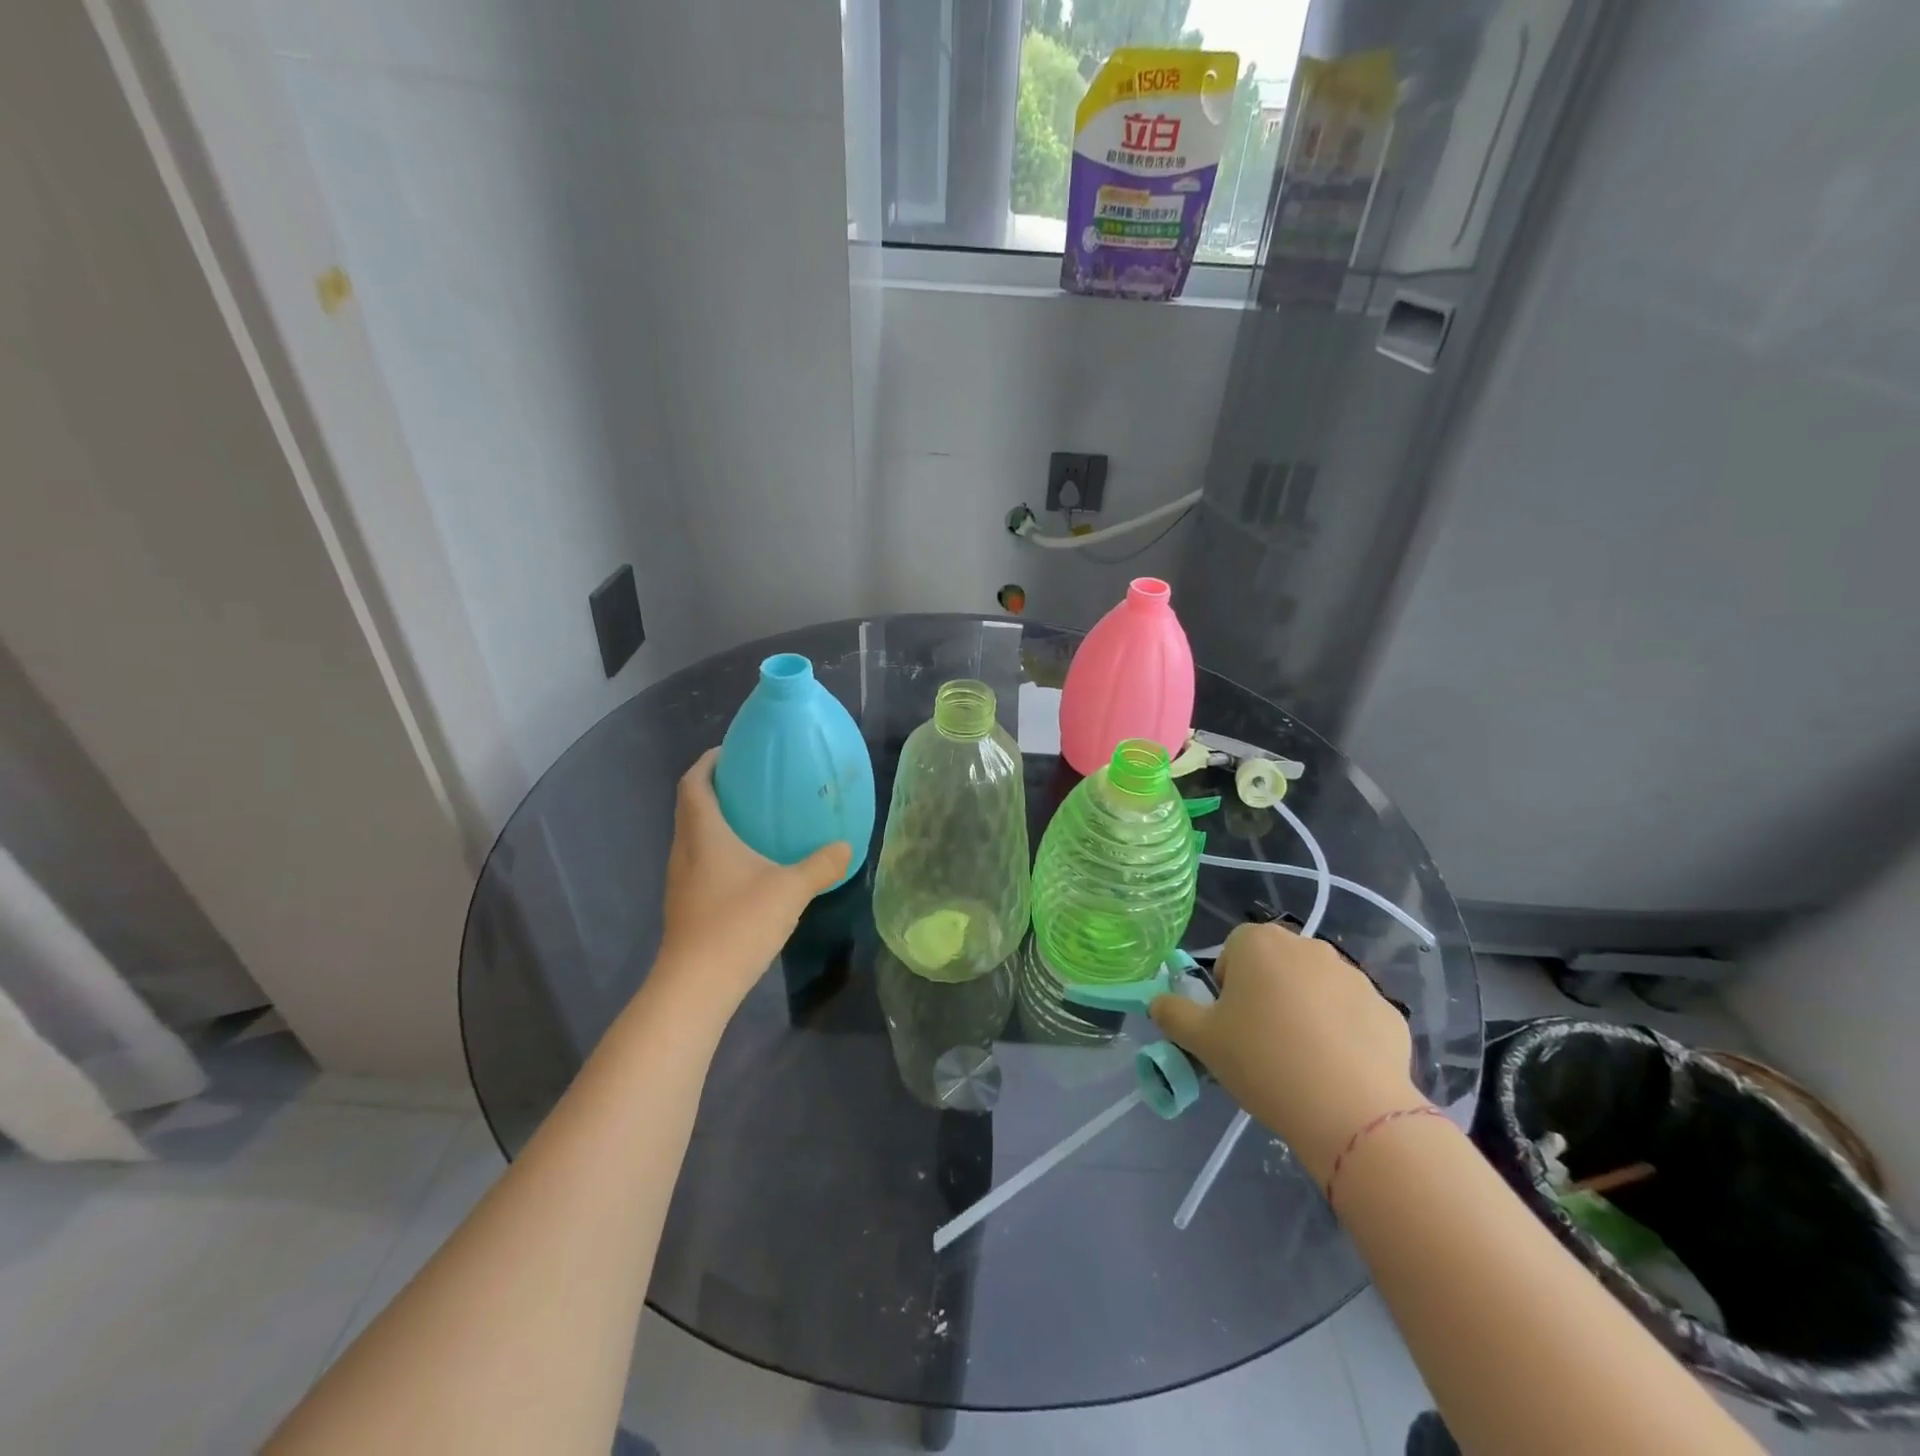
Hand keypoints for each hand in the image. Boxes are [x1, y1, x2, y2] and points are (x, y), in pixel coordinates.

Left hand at [653, 748, 851, 1020]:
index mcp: (704, 834)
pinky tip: (748, 868)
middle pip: (690, 807)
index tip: (730, 751)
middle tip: (751, 784)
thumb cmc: (739, 923)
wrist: (697, 985)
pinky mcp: (685, 906)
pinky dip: (718, 852)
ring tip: (753, 821)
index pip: (693, 783)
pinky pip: (699, 863)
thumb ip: (821, 865)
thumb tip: (846, 847)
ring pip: (693, 837)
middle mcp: (685, 850)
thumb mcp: (791, 890)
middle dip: (715, 789)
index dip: (707, 762)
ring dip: (715, 823)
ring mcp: (680, 881)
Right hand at [1150, 922, 1424, 1181]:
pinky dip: (1342, 1035)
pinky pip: (1352, 1015)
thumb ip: (1171, 1013)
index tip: (1230, 1024)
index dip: (1227, 987)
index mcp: (1259, 943)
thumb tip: (1157, 1002)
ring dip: (1304, 1012)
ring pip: (1314, 988)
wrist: (1352, 1110)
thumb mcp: (1201, 1040)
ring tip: (1301, 1061)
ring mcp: (1354, 975)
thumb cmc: (1263, 1061)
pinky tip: (1336, 1072)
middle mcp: (1307, 947)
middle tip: (1260, 1042)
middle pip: (1275, 965)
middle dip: (1266, 994)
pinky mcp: (1386, 1009)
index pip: (1233, 951)